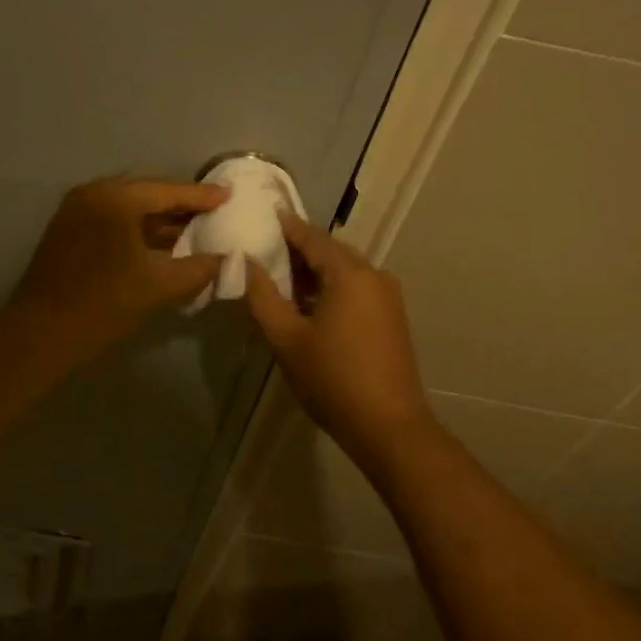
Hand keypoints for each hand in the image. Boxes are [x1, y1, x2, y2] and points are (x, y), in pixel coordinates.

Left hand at [10, 177, 227, 364]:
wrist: (42, 334)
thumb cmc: (104, 305)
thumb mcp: (160, 286)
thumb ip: (200, 268)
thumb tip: (226, 259)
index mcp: (115, 198)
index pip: (167, 191)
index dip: (201, 197)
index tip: (228, 195)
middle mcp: (93, 194)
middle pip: (146, 195)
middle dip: (180, 207)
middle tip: (213, 213)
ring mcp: (76, 210)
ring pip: (128, 210)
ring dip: (159, 221)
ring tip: (193, 231)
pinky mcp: (67, 230)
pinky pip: (112, 221)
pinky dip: (137, 230)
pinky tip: (160, 245)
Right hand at [244, 211, 438, 468]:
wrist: (388, 426)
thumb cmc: (332, 379)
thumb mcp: (286, 338)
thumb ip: (262, 296)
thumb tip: (247, 262)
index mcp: (349, 274)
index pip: (312, 237)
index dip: (287, 226)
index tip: (264, 215)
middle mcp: (374, 275)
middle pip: (331, 251)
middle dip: (299, 249)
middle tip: (266, 251)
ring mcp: (388, 296)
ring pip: (345, 270)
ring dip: (315, 271)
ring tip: (282, 280)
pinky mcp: (392, 316)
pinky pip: (357, 287)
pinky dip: (332, 287)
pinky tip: (310, 304)